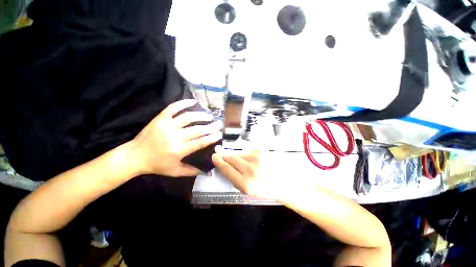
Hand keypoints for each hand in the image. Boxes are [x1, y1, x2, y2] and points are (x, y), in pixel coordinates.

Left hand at [130, 99, 222, 176]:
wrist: (134, 156)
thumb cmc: (156, 165)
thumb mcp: (175, 172)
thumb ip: (192, 171)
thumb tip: (208, 171)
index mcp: (178, 150)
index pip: (200, 142)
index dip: (212, 137)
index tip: (220, 133)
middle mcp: (174, 137)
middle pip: (197, 129)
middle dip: (210, 126)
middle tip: (219, 123)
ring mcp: (166, 126)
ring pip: (187, 117)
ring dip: (200, 115)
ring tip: (209, 115)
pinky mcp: (159, 119)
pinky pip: (173, 108)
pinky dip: (183, 103)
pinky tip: (193, 101)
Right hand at [212, 146, 286, 200]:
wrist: (283, 184)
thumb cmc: (264, 190)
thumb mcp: (247, 191)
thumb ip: (234, 179)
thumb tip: (224, 166)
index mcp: (245, 184)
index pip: (227, 169)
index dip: (219, 162)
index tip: (214, 157)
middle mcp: (251, 170)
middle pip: (232, 158)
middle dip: (223, 154)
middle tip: (218, 150)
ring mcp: (258, 159)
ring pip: (240, 153)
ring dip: (234, 154)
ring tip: (230, 153)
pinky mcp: (263, 153)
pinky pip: (249, 151)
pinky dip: (245, 153)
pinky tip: (246, 156)